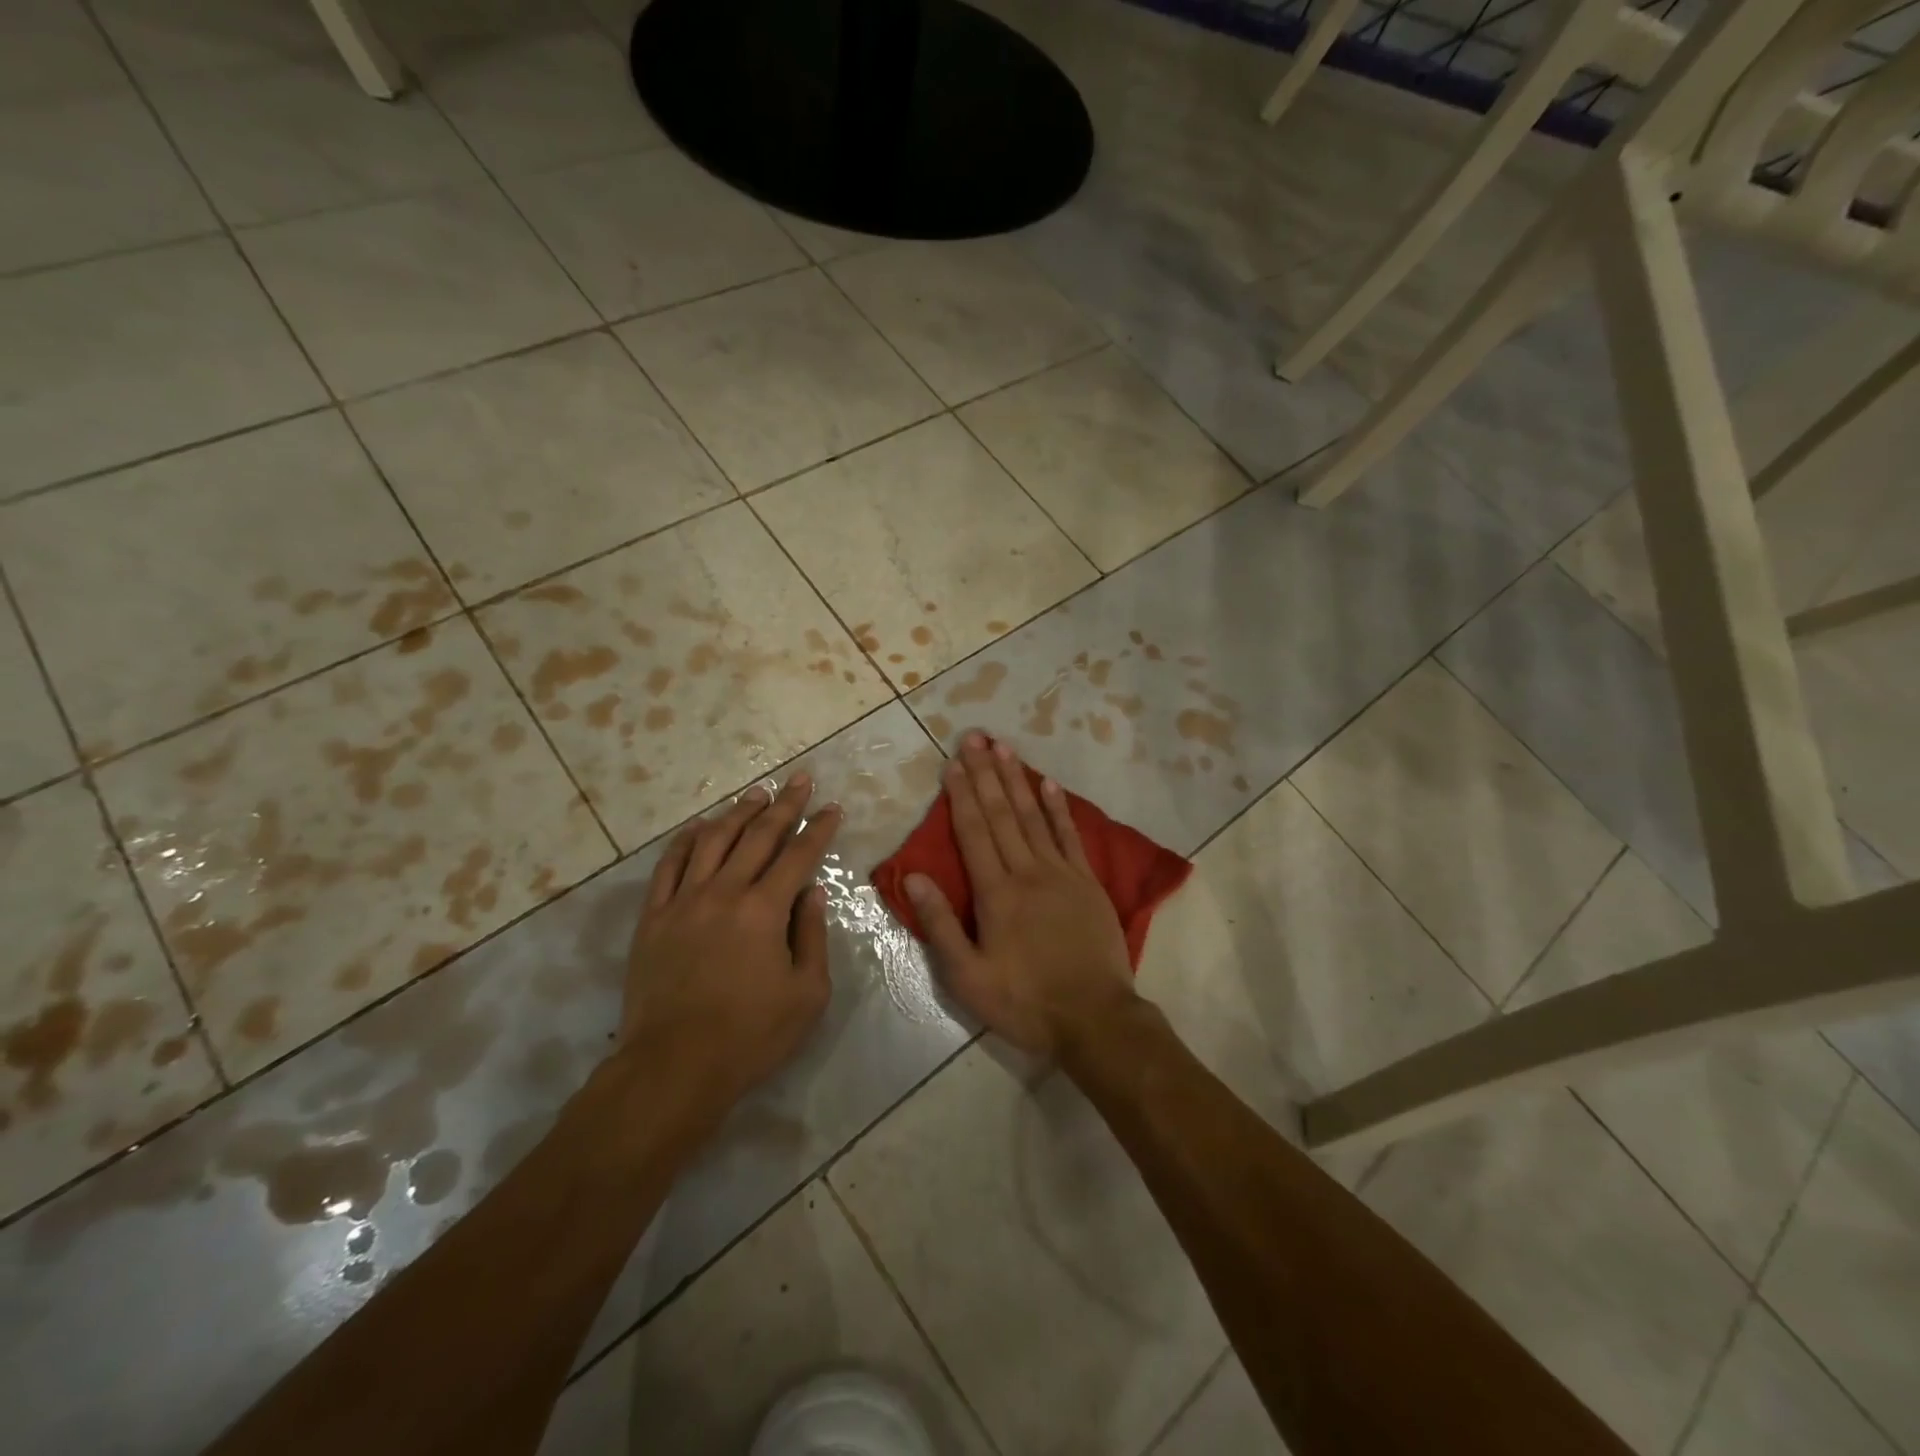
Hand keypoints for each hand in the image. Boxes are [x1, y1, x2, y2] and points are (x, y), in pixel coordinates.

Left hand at [622, 775, 840, 1113]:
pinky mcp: (653, 918)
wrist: (673, 1067)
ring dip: (738, 813)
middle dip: (785, 804)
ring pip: (713, 841)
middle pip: (758, 836)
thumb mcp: (806, 993)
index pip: (799, 855)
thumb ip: (812, 935)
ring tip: (757, 793)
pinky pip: (669, 866)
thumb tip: (812, 891)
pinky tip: (700, 827)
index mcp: (764, 910)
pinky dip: (686, 840)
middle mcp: (724, 893)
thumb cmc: (750, 1035)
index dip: (820, 828)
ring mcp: (683, 902)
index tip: (833, 807)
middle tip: (801, 779)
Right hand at [905, 734, 1139, 1058]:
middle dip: (985, 773)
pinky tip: (1048, 783)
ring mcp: (1061, 873)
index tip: (952, 762)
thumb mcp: (968, 977)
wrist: (1095, 1018)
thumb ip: (940, 924)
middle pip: (1001, 814)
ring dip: (1016, 780)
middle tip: (974, 737)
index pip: (973, 832)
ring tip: (1004, 748)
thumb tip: (914, 876)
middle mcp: (1027, 872)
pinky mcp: (1087, 882)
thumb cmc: (1025, 1002)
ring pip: (1033, 816)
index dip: (961, 794)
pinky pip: (1069, 836)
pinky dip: (1057, 808)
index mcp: (996, 893)